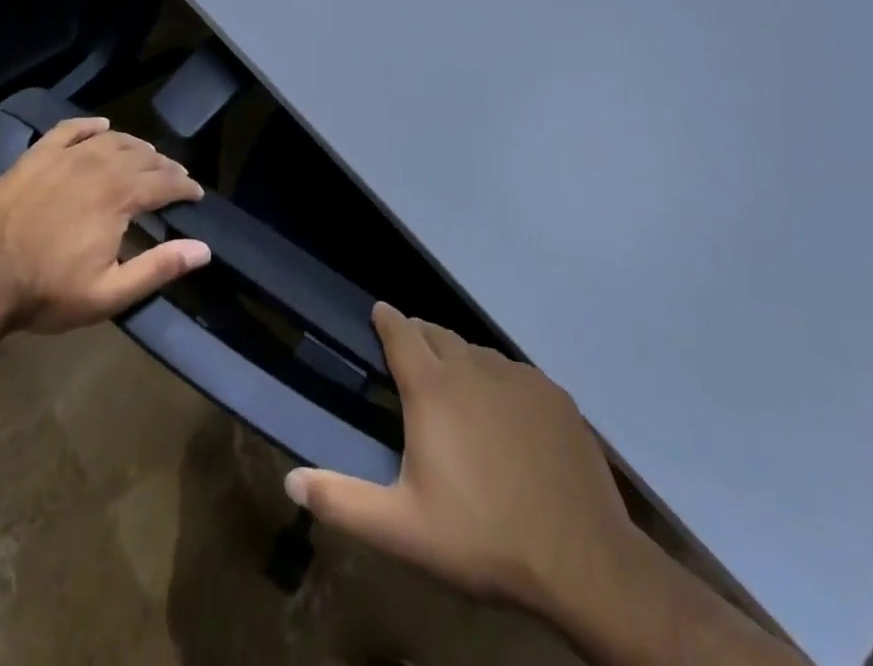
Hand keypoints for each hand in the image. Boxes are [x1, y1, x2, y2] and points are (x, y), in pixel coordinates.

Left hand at [0, 116, 211, 333]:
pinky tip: (101, 126)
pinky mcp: (36, 156)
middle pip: (142, 157)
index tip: (196, 194)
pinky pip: (69, 129)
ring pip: (110, 140)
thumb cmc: (48, 291)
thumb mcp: (110, 293)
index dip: (185, 187)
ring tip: (146, 155)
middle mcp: (97, 166)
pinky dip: (89, 125)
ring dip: (135, 146)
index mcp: (119, 196)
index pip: (164, 182)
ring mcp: (64, 157)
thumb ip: (159, 268)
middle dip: (164, 166)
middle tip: (175, 177)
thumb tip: (203, 249)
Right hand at [285, 304, 671, 665]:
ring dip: (459, 360)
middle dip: (419, 336)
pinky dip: (498, 382)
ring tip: (455, 389)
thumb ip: (342, 502)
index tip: (378, 313)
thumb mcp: (402, 530)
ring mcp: (517, 377)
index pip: (400, 331)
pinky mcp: (553, 394)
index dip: (386, 319)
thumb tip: (290, 480)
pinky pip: (514, 374)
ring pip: (476, 353)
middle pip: (437, 334)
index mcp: (431, 388)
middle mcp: (472, 366)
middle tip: (411, 355)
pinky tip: (504, 416)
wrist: (582, 559)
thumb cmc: (482, 539)